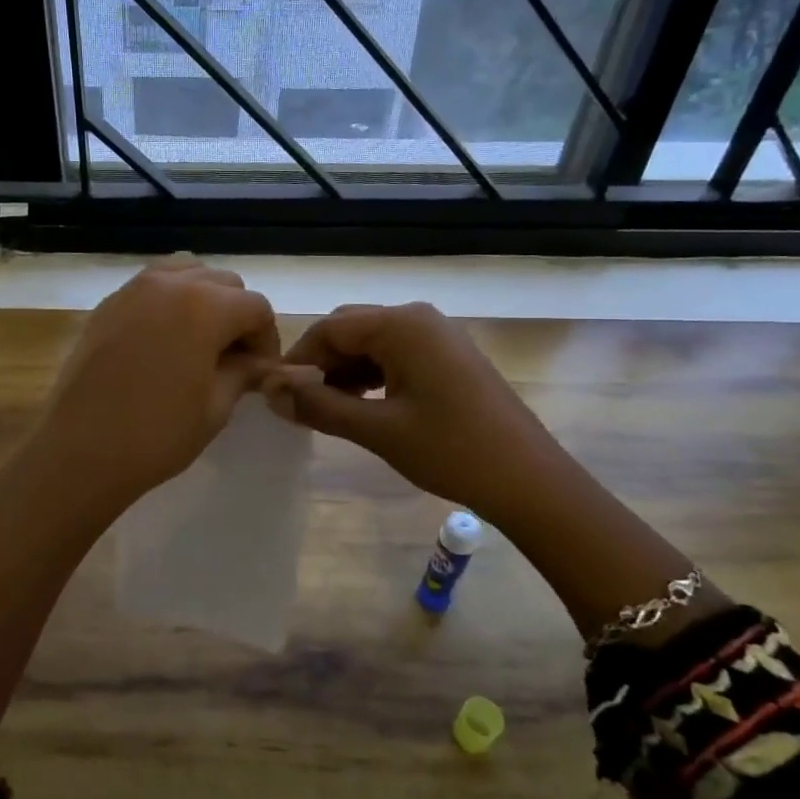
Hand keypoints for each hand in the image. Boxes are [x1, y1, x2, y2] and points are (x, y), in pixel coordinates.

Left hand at [28, 259, 279, 519]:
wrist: (80, 450)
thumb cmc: (157, 435)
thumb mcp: (215, 407)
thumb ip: (243, 372)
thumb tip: (258, 362)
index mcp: (205, 306)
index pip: (256, 306)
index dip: (266, 339)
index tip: (261, 370)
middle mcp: (171, 284)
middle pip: (224, 282)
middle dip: (237, 315)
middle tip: (234, 358)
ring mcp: (134, 289)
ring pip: (186, 272)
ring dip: (204, 299)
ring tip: (200, 340)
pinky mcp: (108, 303)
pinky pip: (151, 285)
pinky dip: (169, 300)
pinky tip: (165, 339)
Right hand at [264, 302, 565, 526]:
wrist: (529, 480)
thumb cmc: (450, 450)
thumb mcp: (376, 429)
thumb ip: (319, 406)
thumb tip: (270, 392)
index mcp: (402, 324)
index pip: (329, 328)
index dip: (297, 360)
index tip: (274, 394)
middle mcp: (419, 318)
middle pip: (350, 330)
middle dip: (320, 364)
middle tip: (299, 404)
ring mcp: (438, 336)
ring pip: (372, 343)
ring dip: (343, 371)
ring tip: (326, 409)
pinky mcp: (449, 357)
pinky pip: (396, 355)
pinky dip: (371, 376)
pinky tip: (360, 405)